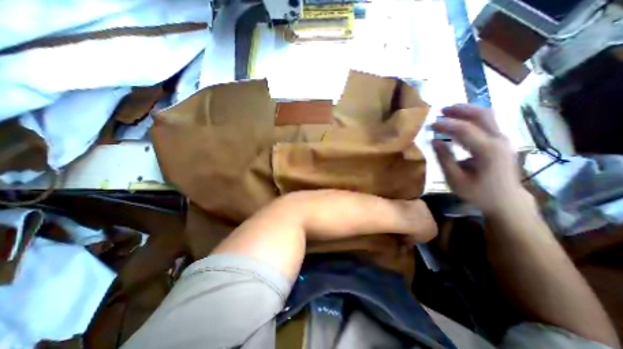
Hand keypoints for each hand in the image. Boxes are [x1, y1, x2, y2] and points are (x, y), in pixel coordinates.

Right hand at [435, 105, 529, 215]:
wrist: (506, 201)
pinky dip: (472, 118)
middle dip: (460, 110)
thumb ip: (444, 158)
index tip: (430, 124)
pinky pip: (488, 122)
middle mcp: (499, 140)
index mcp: (487, 151)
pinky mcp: (501, 141)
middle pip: (481, 115)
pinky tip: (460, 120)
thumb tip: (434, 140)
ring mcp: (503, 139)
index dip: (445, 125)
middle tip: (440, 110)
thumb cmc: (478, 192)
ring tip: (448, 111)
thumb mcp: (455, 179)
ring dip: (467, 111)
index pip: (464, 130)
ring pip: (487, 116)